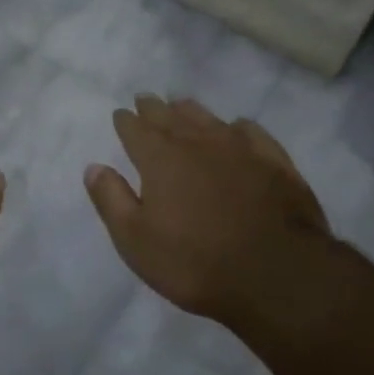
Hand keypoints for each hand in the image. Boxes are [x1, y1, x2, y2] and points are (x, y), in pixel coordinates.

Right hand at [84, 95, 341, 327]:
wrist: (279, 275)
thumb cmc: (196, 262)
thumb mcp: (136, 241)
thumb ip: (112, 200)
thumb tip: (94, 167)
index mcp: (160, 158)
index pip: (136, 129)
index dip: (126, 121)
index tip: (121, 115)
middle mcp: (197, 142)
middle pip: (170, 116)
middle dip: (154, 108)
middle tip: (146, 99)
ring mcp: (240, 149)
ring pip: (208, 118)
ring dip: (190, 110)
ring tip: (181, 105)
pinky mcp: (275, 162)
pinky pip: (252, 132)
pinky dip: (238, 127)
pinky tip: (237, 128)